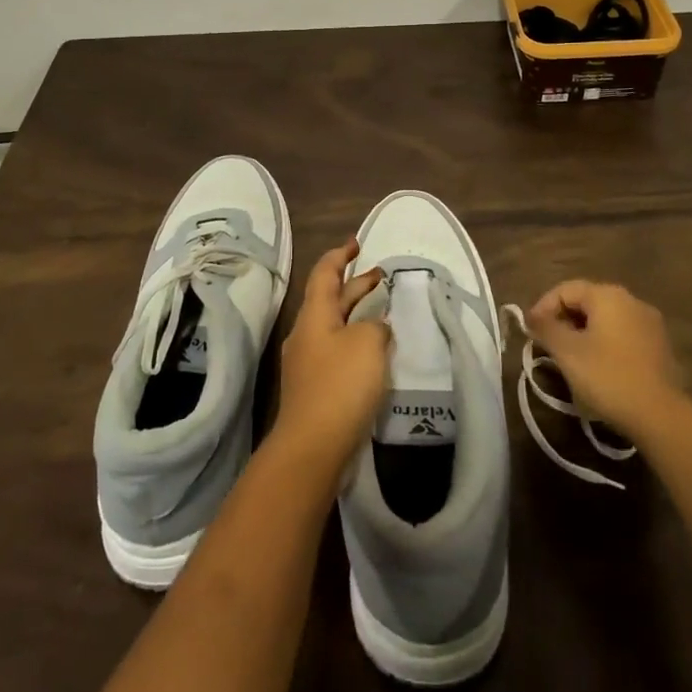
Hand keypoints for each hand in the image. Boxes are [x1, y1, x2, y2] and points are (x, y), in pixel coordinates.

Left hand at [272, 240, 389, 474]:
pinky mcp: (316, 389)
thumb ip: (376, 326)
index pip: (325, 273)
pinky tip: (375, 352)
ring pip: (335, 325)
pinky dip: (356, 341)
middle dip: (355, 284)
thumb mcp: (367, 343)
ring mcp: (308, 363)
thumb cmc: (340, 385)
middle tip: (380, 275)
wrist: (312, 448)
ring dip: (357, 314)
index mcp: (314, 315)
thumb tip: (375, 328)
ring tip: (384, 310)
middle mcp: (307, 333)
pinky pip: (337, 351)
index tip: (356, 243)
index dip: (340, 255)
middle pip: (330, 298)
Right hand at [525, 280, 685, 441]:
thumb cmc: (608, 377)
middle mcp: (631, 300)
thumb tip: (532, 316)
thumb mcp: (567, 352)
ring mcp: (650, 323)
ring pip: (606, 319)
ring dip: (583, 332)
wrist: (662, 417)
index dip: (543, 307)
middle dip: (563, 320)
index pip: (565, 289)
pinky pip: (623, 335)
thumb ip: (545, 328)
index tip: (530, 331)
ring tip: (570, 357)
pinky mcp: (660, 347)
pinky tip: (598, 367)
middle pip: (587, 301)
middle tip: (548, 344)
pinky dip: (605, 343)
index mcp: (608, 295)